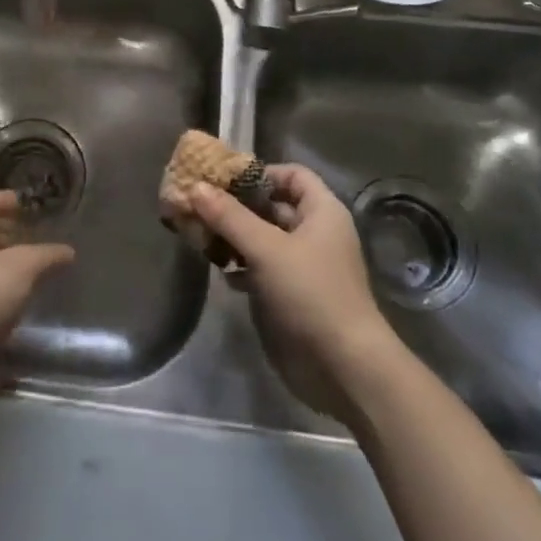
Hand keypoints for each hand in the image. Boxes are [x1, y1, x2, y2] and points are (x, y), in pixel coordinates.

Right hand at [189, 165, 396, 420]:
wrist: (344, 368)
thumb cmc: (311, 293)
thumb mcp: (266, 249)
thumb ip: (229, 217)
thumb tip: (196, 186)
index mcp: (322, 211)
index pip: (291, 174)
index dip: (260, 173)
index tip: (224, 179)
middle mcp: (315, 232)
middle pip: (273, 206)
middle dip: (237, 205)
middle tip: (199, 203)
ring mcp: (305, 266)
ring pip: (265, 238)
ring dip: (235, 236)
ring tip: (199, 233)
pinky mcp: (293, 295)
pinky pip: (263, 268)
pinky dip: (242, 265)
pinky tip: (220, 270)